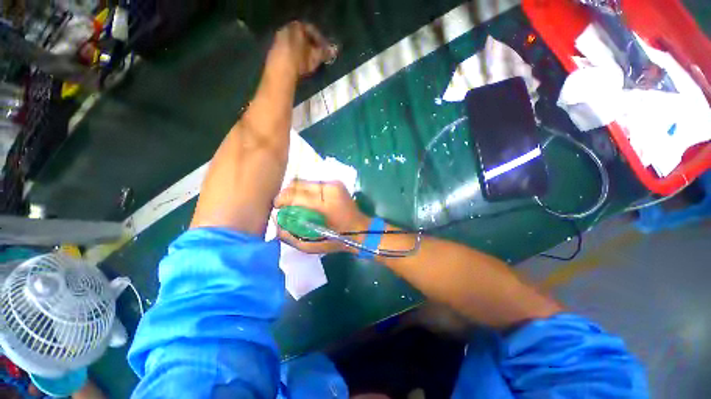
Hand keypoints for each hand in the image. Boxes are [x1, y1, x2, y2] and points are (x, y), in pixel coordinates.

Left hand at [269, 21, 335, 78]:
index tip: (326, 50)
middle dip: (311, 46)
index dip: (321, 40)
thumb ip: (325, 53)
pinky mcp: (274, 51)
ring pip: (295, 44)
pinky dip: (295, 57)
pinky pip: (288, 51)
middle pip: (302, 36)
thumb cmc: (300, 60)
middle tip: (318, 56)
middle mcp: (286, 29)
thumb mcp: (315, 56)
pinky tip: (300, 66)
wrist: (280, 71)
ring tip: (310, 62)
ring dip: (303, 52)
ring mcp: (278, 39)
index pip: (312, 30)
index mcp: (297, 26)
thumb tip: (335, 50)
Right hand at [274, 180, 370, 253]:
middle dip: (286, 194)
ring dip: (296, 192)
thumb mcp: (311, 245)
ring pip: (304, 182)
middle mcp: (329, 188)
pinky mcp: (335, 183)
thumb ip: (290, 235)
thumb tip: (276, 220)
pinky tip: (306, 201)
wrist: (360, 229)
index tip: (276, 207)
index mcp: (323, 204)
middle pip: (297, 184)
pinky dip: (305, 191)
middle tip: (283, 206)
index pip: (294, 195)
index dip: (281, 199)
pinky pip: (313, 184)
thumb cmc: (337, 240)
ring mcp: (333, 184)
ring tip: (294, 204)